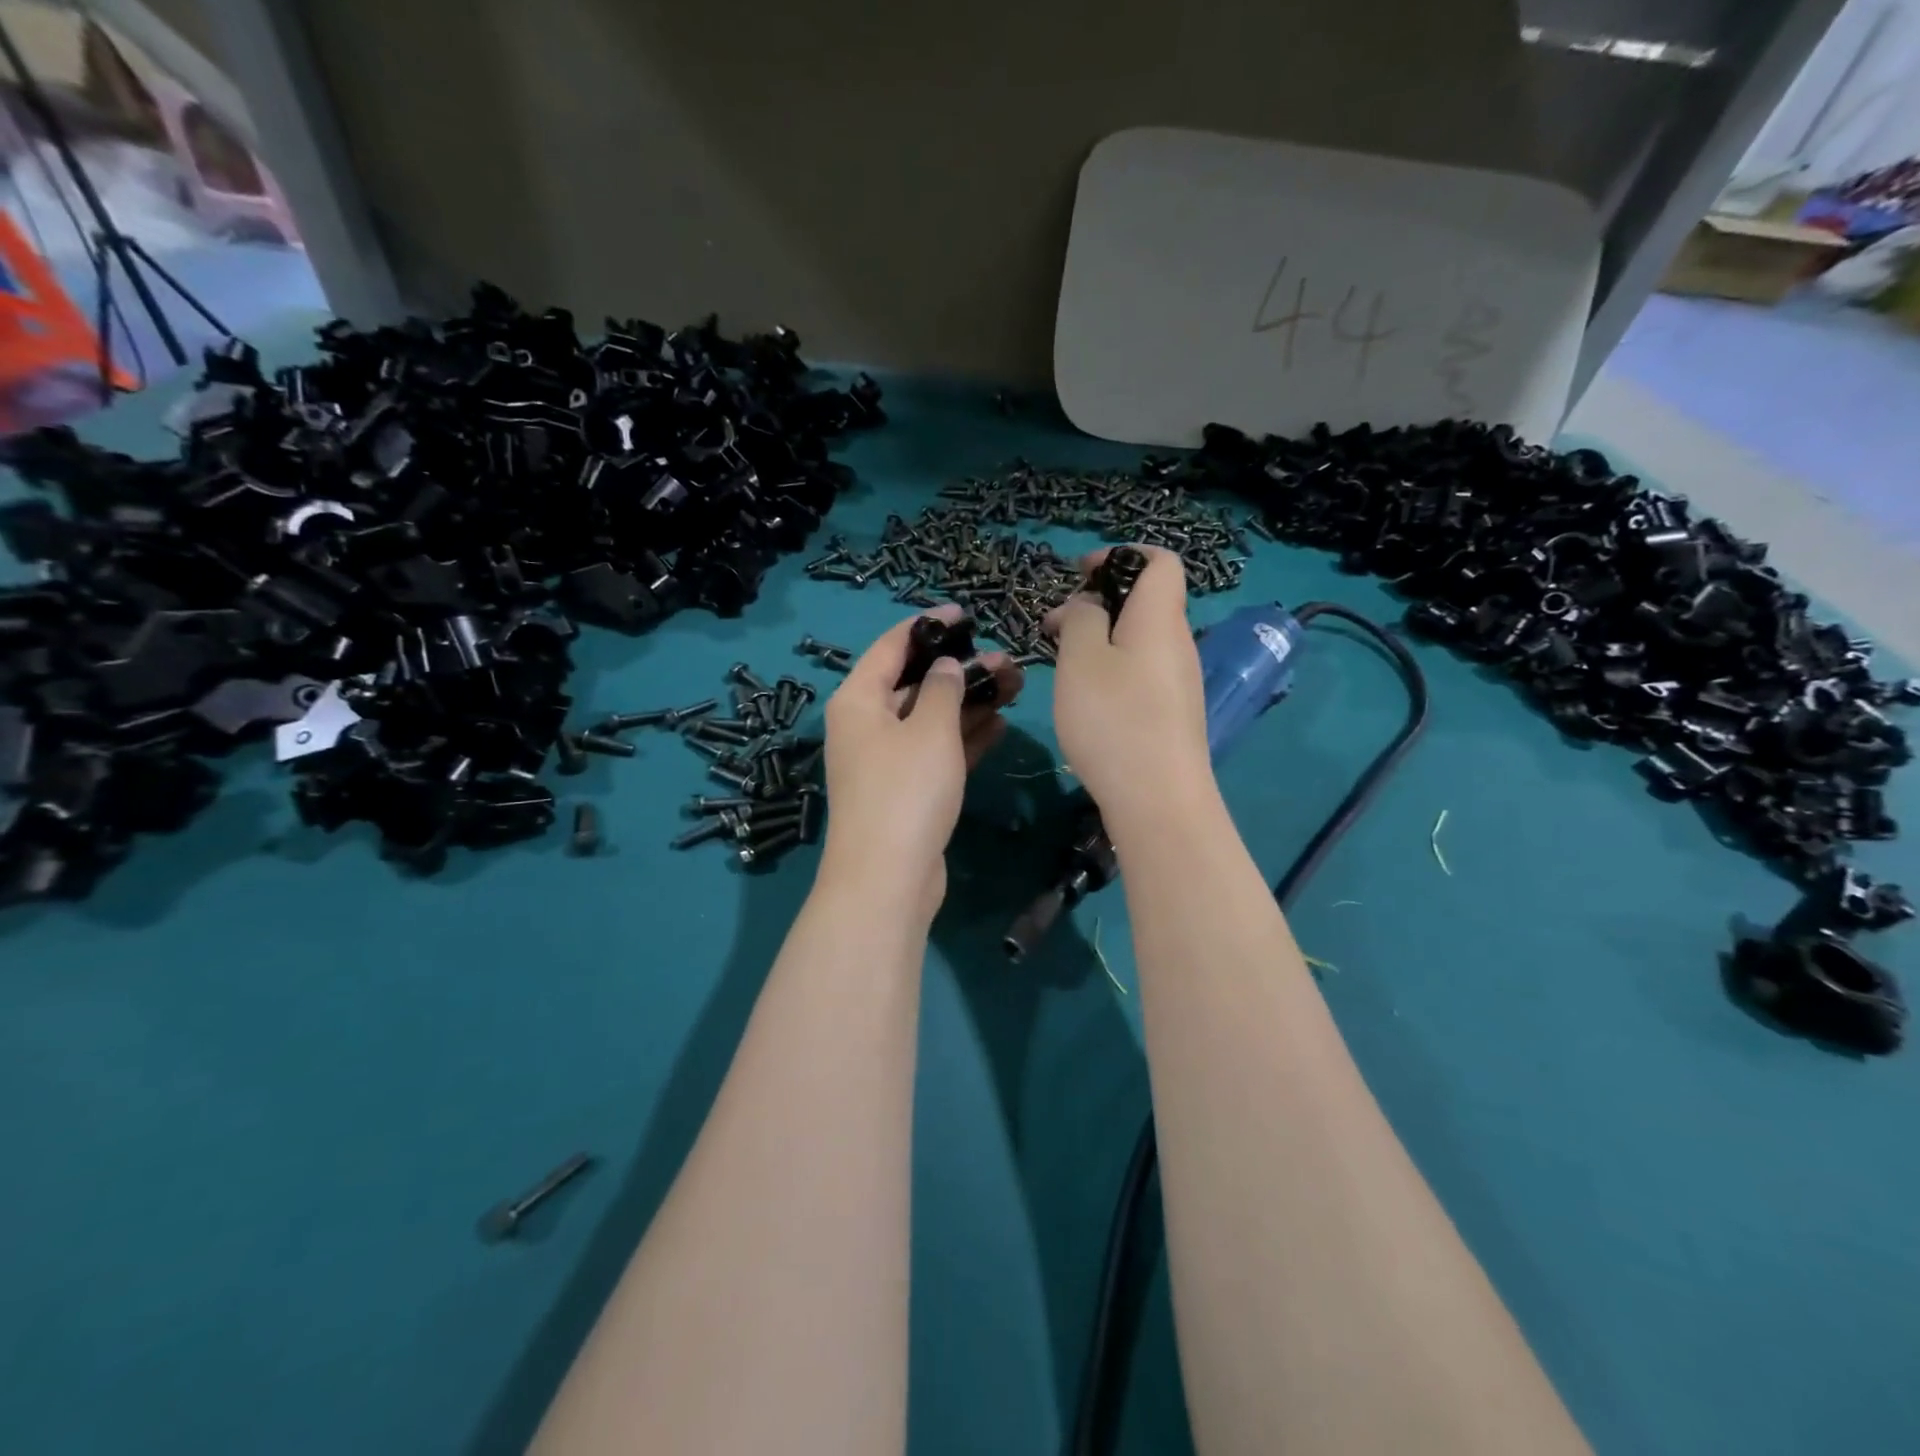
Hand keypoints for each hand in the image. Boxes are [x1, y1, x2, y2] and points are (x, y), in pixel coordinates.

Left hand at [819, 605, 1022, 922]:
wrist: (888, 878)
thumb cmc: (906, 790)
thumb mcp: (930, 730)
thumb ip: (944, 689)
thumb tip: (947, 666)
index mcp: (858, 700)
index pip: (892, 646)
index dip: (928, 625)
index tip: (965, 612)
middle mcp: (867, 725)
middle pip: (916, 683)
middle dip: (960, 669)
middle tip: (1007, 660)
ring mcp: (886, 760)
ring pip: (931, 719)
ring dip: (969, 702)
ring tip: (1015, 686)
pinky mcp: (906, 790)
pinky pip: (936, 751)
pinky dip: (964, 737)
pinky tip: (999, 724)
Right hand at [1046, 545, 1214, 831]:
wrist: (1158, 800)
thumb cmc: (1114, 720)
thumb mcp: (1081, 659)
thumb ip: (1081, 619)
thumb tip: (1088, 607)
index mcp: (1160, 618)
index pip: (1161, 561)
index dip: (1121, 556)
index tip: (1079, 575)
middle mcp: (1178, 643)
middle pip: (1145, 602)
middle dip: (1098, 603)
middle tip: (1055, 627)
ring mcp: (1179, 682)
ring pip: (1139, 640)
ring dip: (1101, 639)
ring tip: (1062, 663)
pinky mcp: (1172, 714)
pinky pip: (1141, 672)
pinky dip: (1112, 669)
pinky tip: (1085, 698)